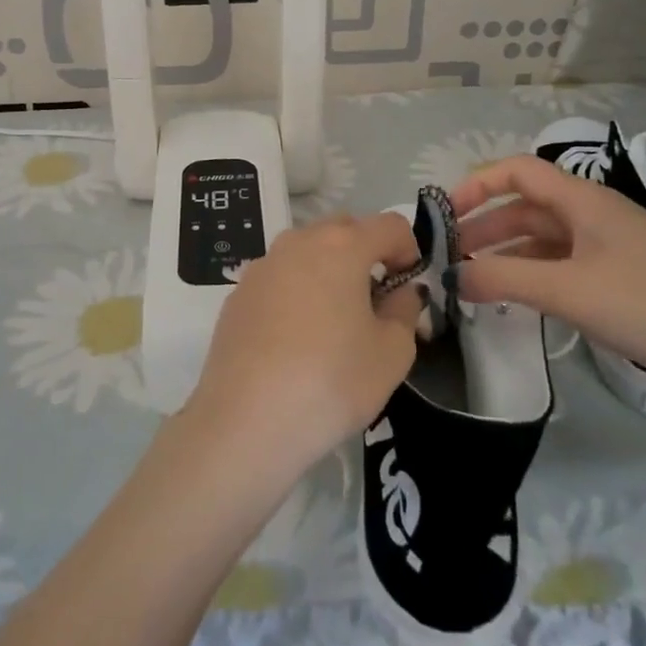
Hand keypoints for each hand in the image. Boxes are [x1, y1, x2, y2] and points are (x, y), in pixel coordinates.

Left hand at [189, 214, 422, 473]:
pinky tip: (295, 339)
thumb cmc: (332, 381)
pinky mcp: (237, 294)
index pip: (389, 225)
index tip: (408, 286)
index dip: (409, 249)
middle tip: (375, 300)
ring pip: (306, 251)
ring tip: (335, 320)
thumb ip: (404, 311)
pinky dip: (296, 292)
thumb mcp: (392, 353)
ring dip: (328, 270)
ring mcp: (261, 266)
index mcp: (341, 246)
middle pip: (343, 229)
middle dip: (366, 253)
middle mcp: (297, 242)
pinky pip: (278, 278)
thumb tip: (401, 292)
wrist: (246, 420)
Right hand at [447, 156, 645, 396]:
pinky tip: (522, 303)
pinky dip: (536, 277)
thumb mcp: (570, 290)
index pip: (517, 171)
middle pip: (528, 207)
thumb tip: (451, 276)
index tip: (444, 216)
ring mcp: (614, 250)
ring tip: (475, 283)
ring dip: (508, 255)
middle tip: (450, 257)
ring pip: (546, 241)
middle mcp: (595, 216)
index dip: (477, 185)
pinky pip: (567, 268)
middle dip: (485, 226)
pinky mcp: (629, 283)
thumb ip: (504, 280)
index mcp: (583, 201)